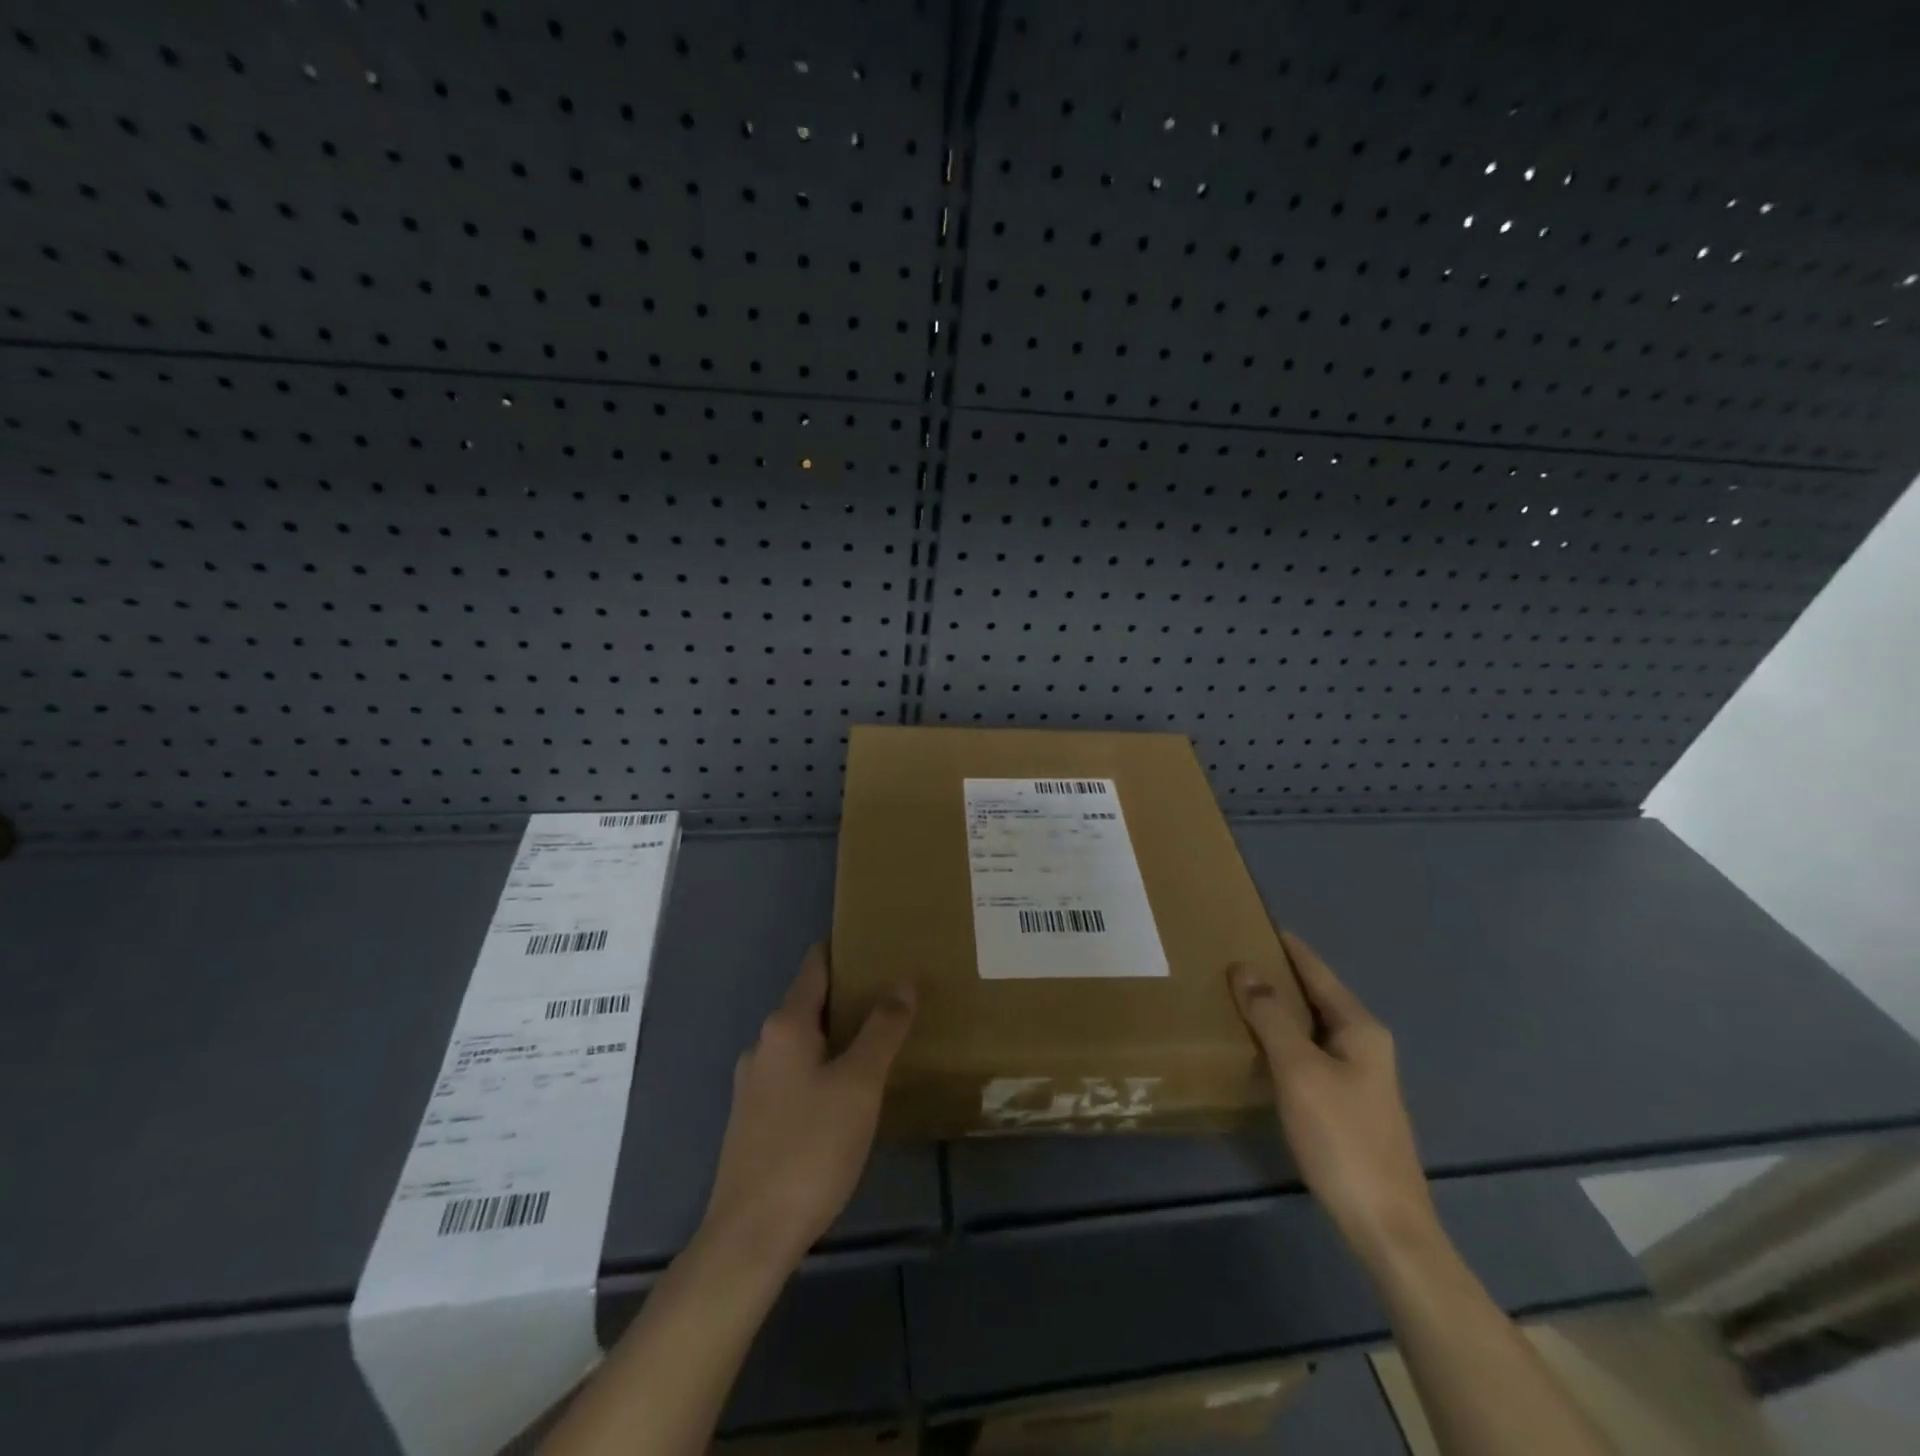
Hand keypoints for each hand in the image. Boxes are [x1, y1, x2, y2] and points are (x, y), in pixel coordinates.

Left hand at [699, 944, 914, 1274]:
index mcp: (785, 1026)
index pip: (815, 966)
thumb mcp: (859, 1084)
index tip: (878, 941)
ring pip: (802, 1042)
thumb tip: (904, 980)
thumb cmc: (810, 1148)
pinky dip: (823, 1067)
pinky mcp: (754, 1121)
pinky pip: (795, 1075)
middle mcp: (763, 1046)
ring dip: (836, 1034)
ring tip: (879, 1040)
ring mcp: (754, 1085)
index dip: (844, 949)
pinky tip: (848, 1091)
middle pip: (809, 1003)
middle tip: (894, 993)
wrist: (750, 1237)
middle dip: (848, 995)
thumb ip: (883, 1029)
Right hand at [1229, 932, 1438, 1260]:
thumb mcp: (1299, 1070)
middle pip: (1317, 996)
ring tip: (1238, 995)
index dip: (1289, 948)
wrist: (1386, 1225)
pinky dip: (1285, 1039)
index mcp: (1360, 1028)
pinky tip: (1261, 1047)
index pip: (1318, 972)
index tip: (1258, 923)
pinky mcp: (1349, 1104)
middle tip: (1234, 957)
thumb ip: (1271, 1016)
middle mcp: (1365, 1044)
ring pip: (1313, 1027)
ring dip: (1280, 1009)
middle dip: (1280, 976)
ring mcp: (1361, 1077)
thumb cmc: (1342, 1137)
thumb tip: (1245, 967)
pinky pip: (1311, 1053)